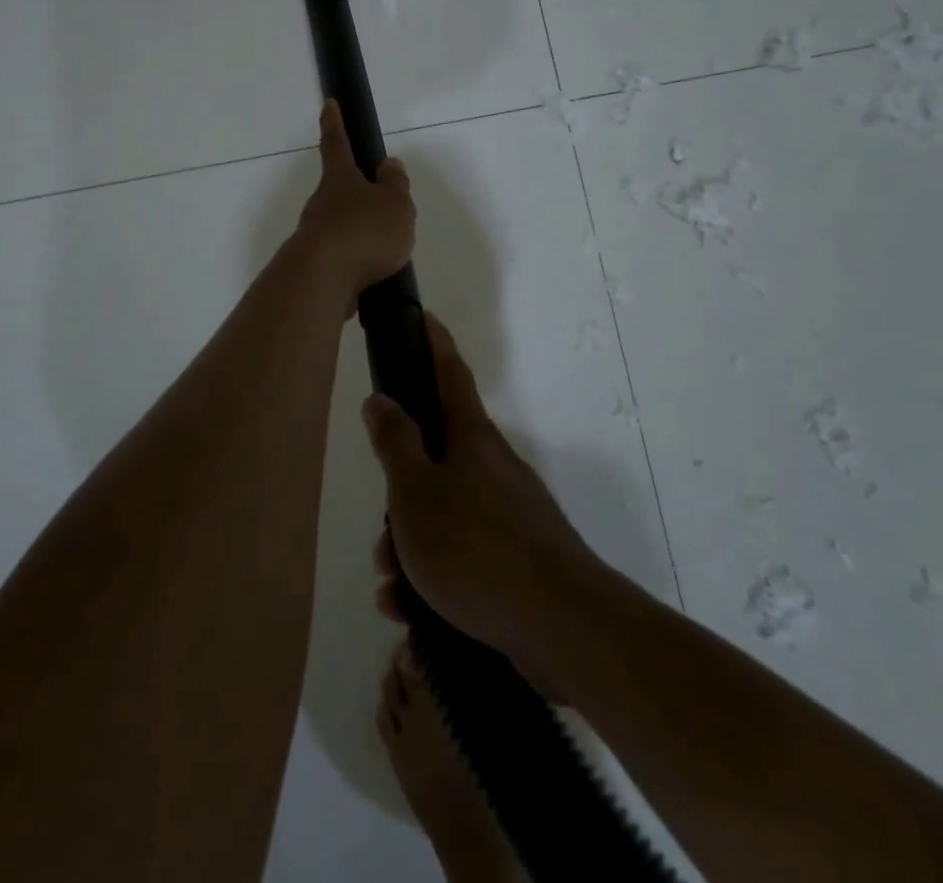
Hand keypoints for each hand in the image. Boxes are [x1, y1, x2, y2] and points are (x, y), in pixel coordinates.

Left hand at [292, 101, 414, 301]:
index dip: (334, 123)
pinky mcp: (315, 266)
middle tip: (384, 207)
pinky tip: (373, 275)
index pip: (336, 143)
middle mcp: (322, 203)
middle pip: (339, 190)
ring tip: (388, 251)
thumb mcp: (395, 204)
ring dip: (360, 233)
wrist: (321, 280)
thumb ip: (395, 185)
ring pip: (341, 226)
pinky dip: (357, 262)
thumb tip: (387, 165)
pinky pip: (341, 257)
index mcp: (340, 179)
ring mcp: (315, 235)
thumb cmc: (363, 232)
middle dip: (358, 194)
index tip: (328, 104)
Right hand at [363, 315, 605, 693]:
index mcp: (472, 438)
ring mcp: (510, 514)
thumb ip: (395, 443)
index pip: (449, 374)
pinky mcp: (517, 559)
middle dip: (401, 492)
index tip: (423, 316)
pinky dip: (434, 577)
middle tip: (380, 535)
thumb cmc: (476, 547)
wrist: (562, 626)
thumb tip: (381, 398)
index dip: (434, 343)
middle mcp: (493, 467)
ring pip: (444, 513)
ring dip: (411, 546)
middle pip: (436, 458)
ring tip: (392, 588)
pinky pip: (463, 555)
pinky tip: (413, 613)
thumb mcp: (416, 492)